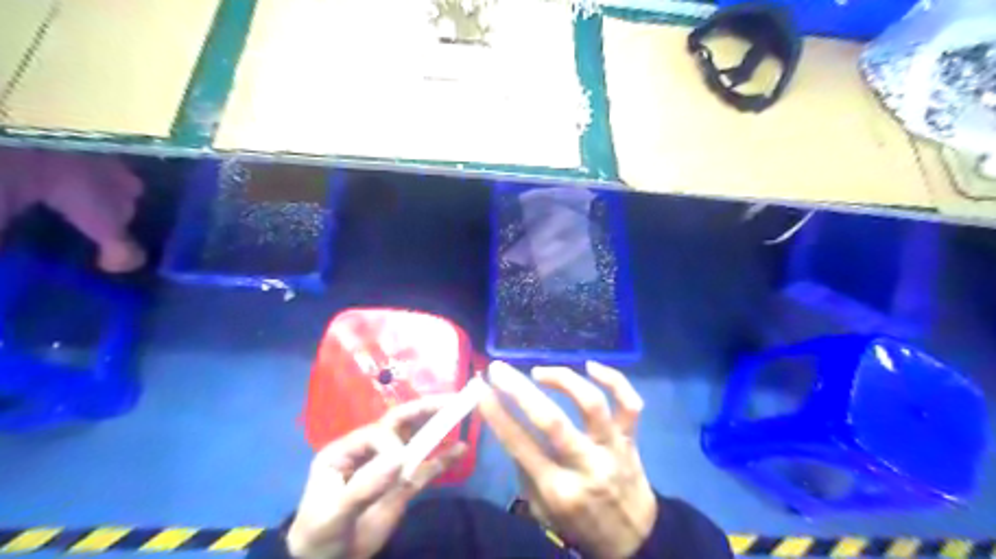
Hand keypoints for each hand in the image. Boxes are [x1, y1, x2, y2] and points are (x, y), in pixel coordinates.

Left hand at [283, 398, 463, 557]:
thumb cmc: (319, 537)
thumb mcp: (334, 514)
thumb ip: (364, 487)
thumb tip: (400, 458)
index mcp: (345, 450)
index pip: (376, 433)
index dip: (393, 444)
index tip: (400, 467)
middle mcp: (368, 452)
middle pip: (398, 424)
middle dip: (423, 410)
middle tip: (449, 401)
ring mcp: (387, 468)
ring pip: (414, 441)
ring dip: (436, 428)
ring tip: (459, 413)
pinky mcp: (402, 485)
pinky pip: (425, 468)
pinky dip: (443, 459)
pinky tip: (461, 450)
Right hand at [478, 363, 659, 558]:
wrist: (635, 540)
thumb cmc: (580, 524)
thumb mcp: (542, 511)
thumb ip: (526, 471)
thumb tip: (512, 427)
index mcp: (558, 489)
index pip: (520, 445)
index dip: (496, 414)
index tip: (480, 389)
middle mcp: (586, 465)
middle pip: (552, 421)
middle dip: (519, 390)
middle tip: (499, 369)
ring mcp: (612, 448)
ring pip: (592, 404)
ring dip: (563, 380)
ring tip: (540, 371)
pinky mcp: (631, 438)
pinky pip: (630, 404)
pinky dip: (614, 380)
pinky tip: (591, 366)